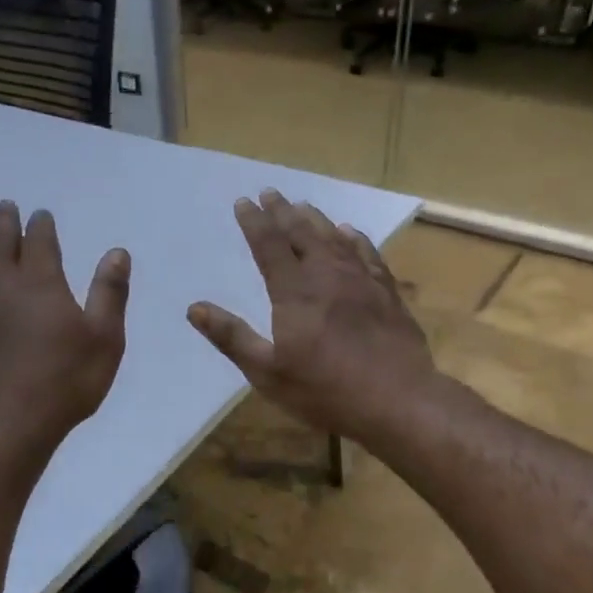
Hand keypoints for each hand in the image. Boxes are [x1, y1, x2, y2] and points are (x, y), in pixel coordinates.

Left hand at [0, 201, 129, 462]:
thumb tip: (117, 252)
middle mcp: (1, 283)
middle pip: (0, 242)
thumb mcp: (104, 340)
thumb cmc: (63, 383)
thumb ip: (109, 293)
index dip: (41, 224)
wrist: (3, 424)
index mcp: (42, 282)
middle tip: (4, 208)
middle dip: (4, 222)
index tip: (40, 213)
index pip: (40, 240)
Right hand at [188, 189, 434, 443]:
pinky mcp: (387, 293)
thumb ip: (232, 337)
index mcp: (294, 292)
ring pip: (334, 239)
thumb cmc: (325, 391)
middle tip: (270, 193)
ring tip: (303, 206)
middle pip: (301, 233)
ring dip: (316, 219)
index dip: (254, 222)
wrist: (397, 400)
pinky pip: (367, 254)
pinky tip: (349, 233)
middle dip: (283, 212)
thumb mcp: (267, 372)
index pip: (268, 245)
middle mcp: (327, 276)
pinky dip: (354, 238)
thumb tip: (194, 309)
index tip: (243, 202)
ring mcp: (361, 281)